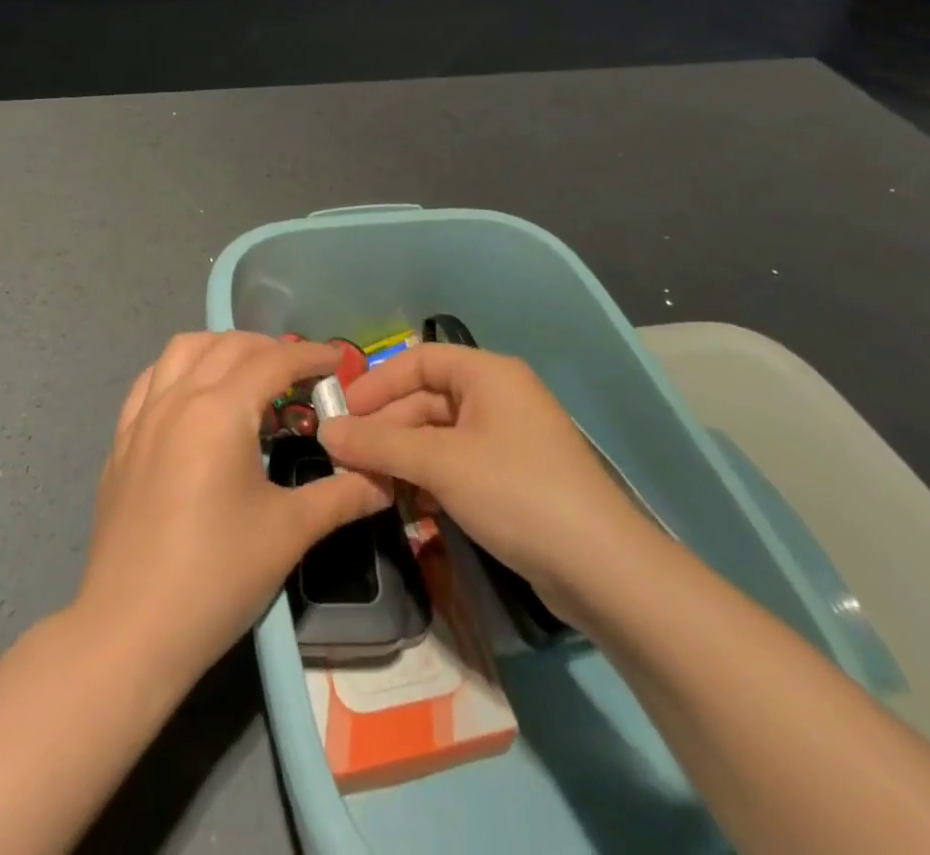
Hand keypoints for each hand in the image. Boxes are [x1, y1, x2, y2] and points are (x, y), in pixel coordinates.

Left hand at [76, 332, 390, 686]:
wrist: (129, 633)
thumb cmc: (216, 577)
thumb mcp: (289, 532)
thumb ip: (342, 495)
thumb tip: (385, 479)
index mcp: (219, 411)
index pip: (274, 361)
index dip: (312, 356)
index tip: (341, 363)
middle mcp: (178, 398)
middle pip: (230, 345)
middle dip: (272, 350)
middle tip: (302, 378)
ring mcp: (142, 417)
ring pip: (183, 350)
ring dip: (222, 348)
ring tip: (249, 377)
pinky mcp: (120, 441)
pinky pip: (150, 380)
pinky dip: (180, 371)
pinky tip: (195, 398)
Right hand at [317, 342, 649, 617]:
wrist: (601, 569)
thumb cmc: (516, 492)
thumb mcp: (440, 463)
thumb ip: (379, 444)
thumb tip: (327, 432)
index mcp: (488, 374)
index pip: (419, 360)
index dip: (377, 382)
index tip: (341, 413)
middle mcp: (498, 397)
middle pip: (427, 400)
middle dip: (386, 429)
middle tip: (346, 460)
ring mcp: (507, 440)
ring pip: (439, 437)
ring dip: (403, 459)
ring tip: (369, 487)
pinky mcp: (512, 479)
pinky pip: (457, 465)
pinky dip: (429, 479)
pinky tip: (408, 507)